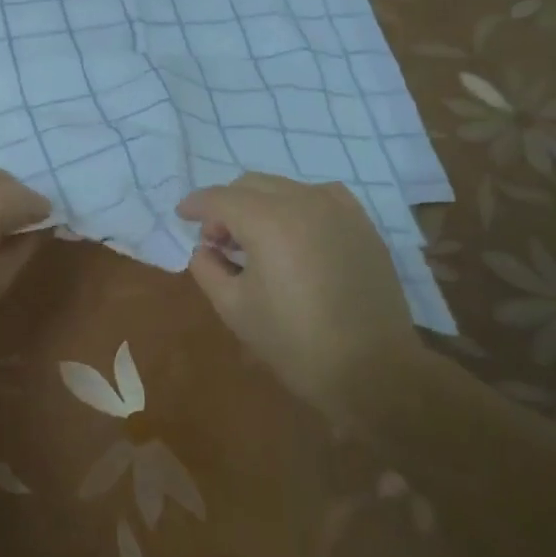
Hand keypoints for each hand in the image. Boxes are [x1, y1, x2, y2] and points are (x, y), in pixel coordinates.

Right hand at [177, 172, 415, 407]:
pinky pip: (319, 196)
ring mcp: (338, 209)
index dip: (195, 205)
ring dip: (260, 203)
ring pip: (284, 187)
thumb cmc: (295, 342)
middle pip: (250, 185)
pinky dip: (297, 205)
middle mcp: (303, 202)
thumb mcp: (234, 309)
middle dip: (226, 206)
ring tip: (257, 240)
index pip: (219, 198)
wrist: (373, 370)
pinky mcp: (362, 224)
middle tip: (218, 241)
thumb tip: (205, 249)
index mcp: (267, 221)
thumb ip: (208, 268)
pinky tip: (295, 234)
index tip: (182, 216)